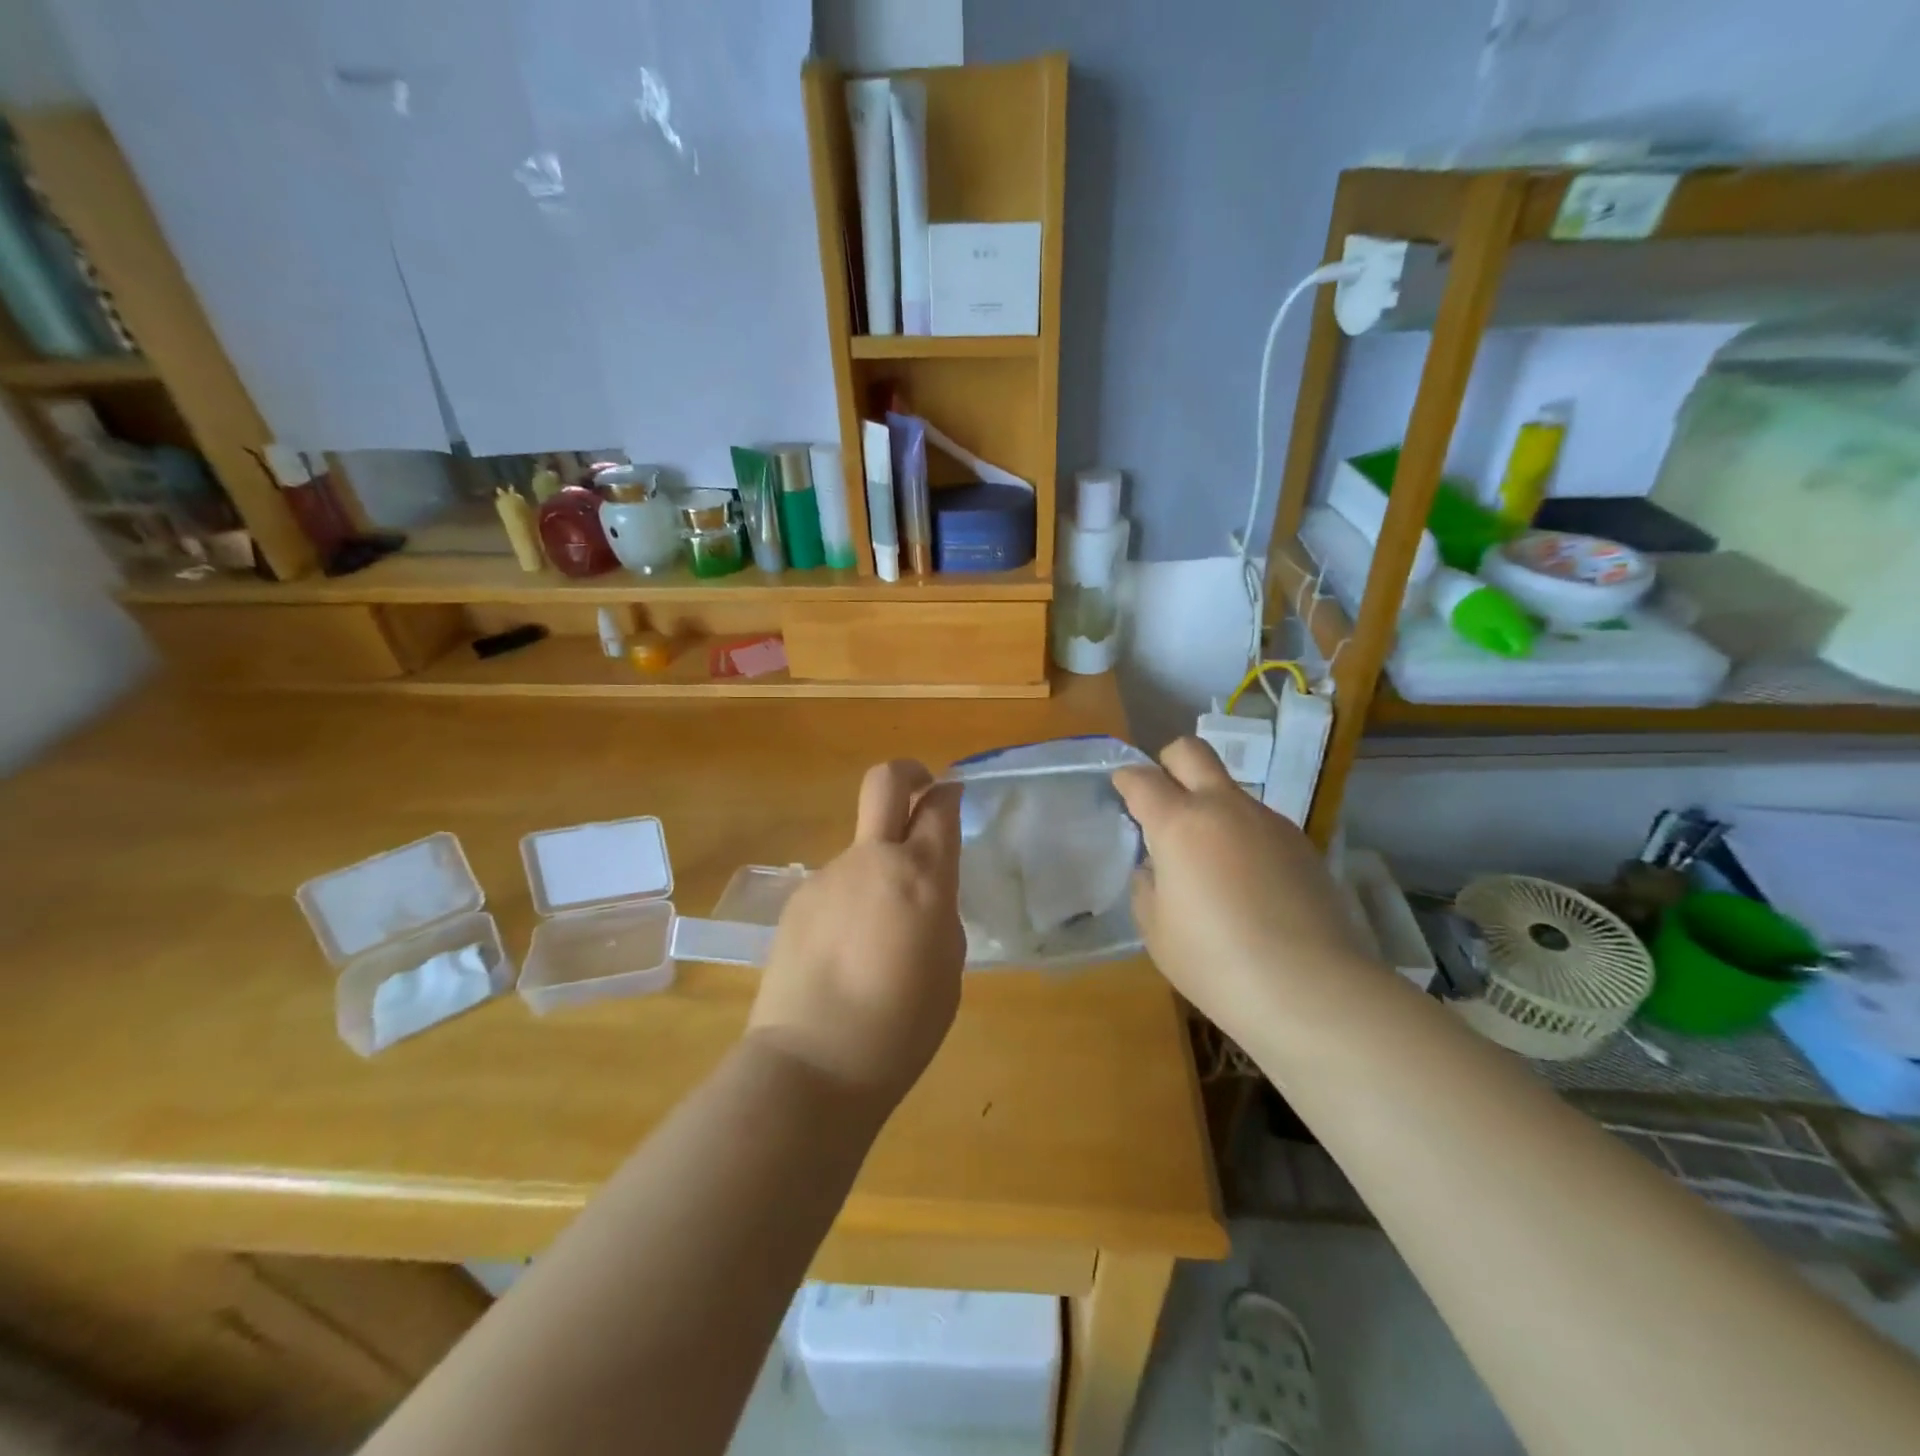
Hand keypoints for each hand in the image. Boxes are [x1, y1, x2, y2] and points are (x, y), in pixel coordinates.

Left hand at [747, 760, 965, 1111]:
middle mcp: (872, 860)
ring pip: (862, 847)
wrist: (813, 1063)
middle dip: (909, 773)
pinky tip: (846, 952)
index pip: (939, 807)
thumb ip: (939, 912)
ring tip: (879, 933)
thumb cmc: (901, 1027)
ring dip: (877, 867)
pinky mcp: (797, 900)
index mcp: (921, 876)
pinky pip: (836, 885)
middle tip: (921, 790)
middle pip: (886, 781)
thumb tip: (923, 891)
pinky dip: (851, 900)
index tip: (953, 797)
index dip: (949, 794)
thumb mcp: (948, 966)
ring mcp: (828, 876)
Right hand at [1113, 738, 1374, 1045]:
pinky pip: (1258, 823)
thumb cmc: (1214, 961)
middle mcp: (1224, 808)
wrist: (1311, 989)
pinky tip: (1246, 883)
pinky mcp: (1301, 843)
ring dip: (1209, 806)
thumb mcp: (1156, 929)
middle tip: (1162, 799)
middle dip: (1168, 762)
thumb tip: (1157, 866)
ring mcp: (1268, 821)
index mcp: (1179, 823)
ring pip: (1229, 790)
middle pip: (1191, 751)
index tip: (1120, 790)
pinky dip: (1241, 836)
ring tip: (1208, 859)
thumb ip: (1147, 885)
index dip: (1125, 779)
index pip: (1142, 778)